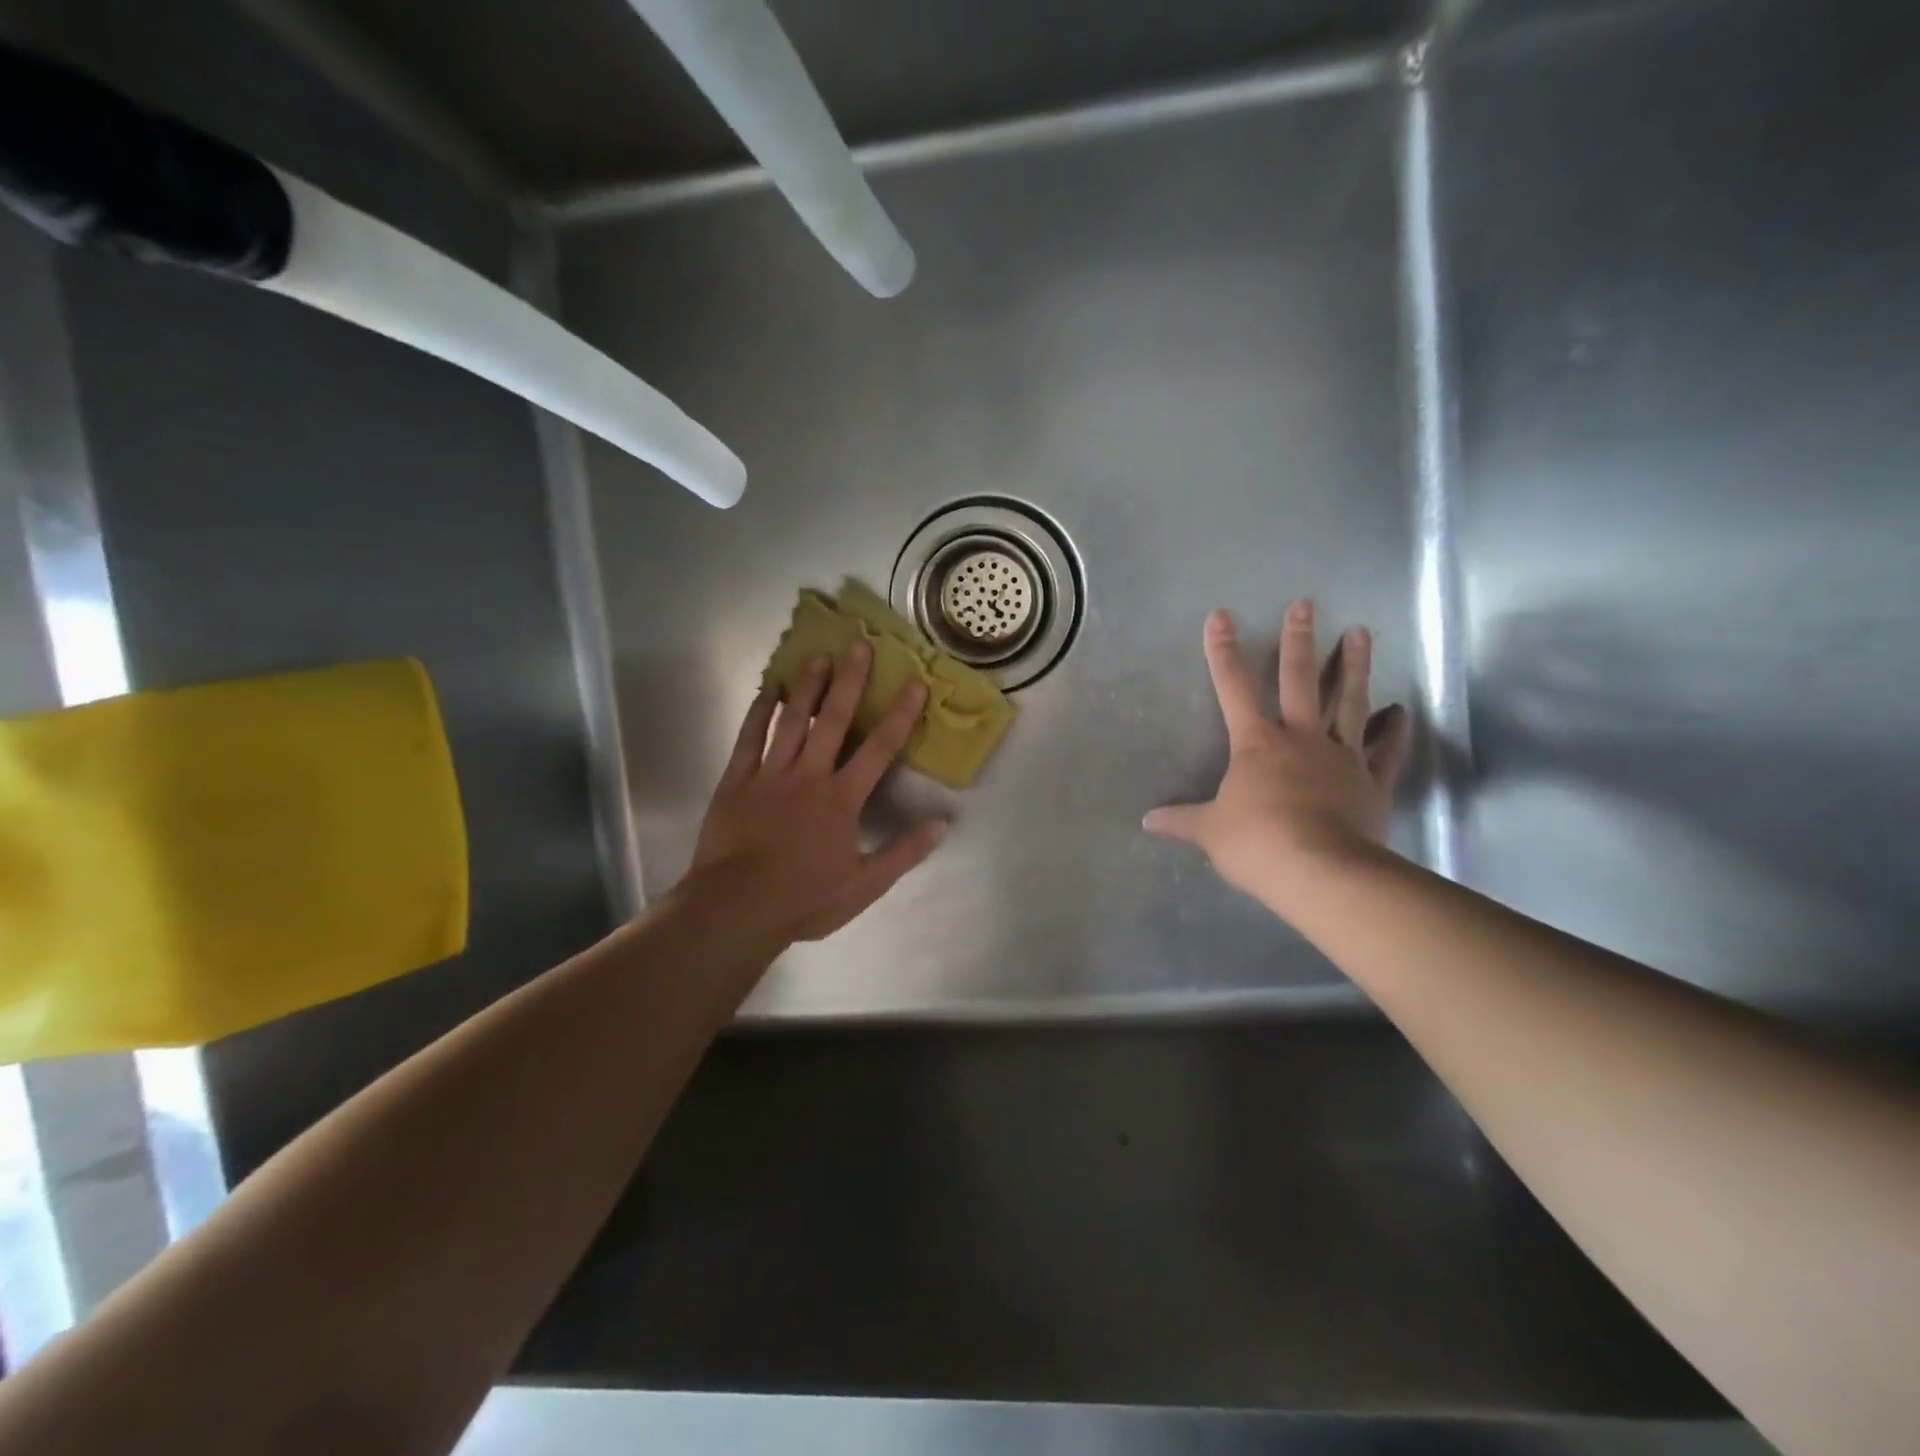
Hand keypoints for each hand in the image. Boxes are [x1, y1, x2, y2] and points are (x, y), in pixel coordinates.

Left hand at [688, 641, 948, 944]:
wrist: (736, 908)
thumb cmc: (804, 899)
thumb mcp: (865, 885)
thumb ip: (904, 852)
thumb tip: (944, 822)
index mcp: (842, 799)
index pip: (880, 749)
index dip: (901, 714)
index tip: (915, 682)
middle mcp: (809, 776)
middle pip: (834, 720)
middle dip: (850, 681)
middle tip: (859, 644)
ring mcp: (770, 775)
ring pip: (792, 720)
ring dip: (807, 687)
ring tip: (818, 656)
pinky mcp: (736, 781)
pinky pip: (749, 738)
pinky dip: (758, 711)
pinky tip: (766, 688)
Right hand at [1143, 601, 1412, 916]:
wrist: (1320, 871)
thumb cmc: (1257, 843)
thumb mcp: (1209, 832)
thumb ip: (1182, 821)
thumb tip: (1148, 821)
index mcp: (1257, 743)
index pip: (1232, 688)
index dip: (1223, 651)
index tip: (1221, 616)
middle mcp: (1301, 738)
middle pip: (1299, 680)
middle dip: (1298, 640)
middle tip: (1306, 605)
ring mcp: (1341, 757)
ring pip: (1349, 701)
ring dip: (1354, 666)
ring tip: (1361, 632)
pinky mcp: (1372, 781)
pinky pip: (1386, 749)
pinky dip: (1393, 729)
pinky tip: (1400, 710)